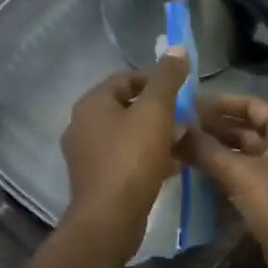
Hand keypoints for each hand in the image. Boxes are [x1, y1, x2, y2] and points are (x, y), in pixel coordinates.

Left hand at [60, 51, 189, 247]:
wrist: (109, 219)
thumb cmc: (132, 158)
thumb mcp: (155, 111)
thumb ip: (167, 78)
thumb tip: (176, 48)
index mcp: (91, 103)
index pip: (126, 77)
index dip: (156, 79)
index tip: (181, 91)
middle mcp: (82, 124)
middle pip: (126, 105)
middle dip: (158, 109)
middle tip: (185, 118)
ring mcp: (86, 154)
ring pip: (127, 133)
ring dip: (154, 134)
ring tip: (181, 142)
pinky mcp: (95, 179)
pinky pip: (124, 157)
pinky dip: (146, 156)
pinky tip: (169, 165)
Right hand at [179, 94, 267, 267]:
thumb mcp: (241, 174)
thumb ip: (206, 150)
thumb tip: (173, 129)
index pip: (251, 104)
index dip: (221, 102)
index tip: (189, 102)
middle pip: (246, 128)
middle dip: (214, 127)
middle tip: (178, 126)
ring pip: (243, 153)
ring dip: (215, 150)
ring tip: (180, 146)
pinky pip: (244, 175)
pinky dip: (223, 171)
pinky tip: (195, 172)